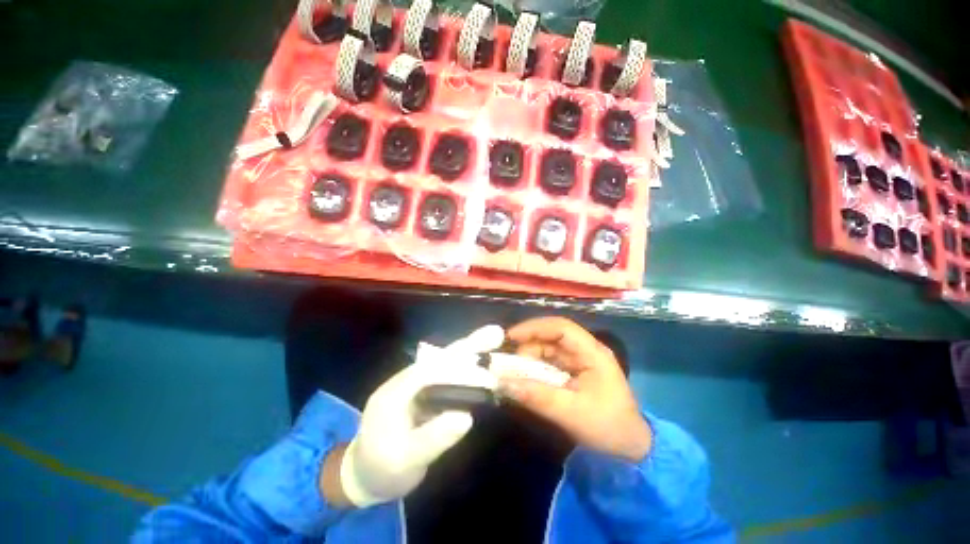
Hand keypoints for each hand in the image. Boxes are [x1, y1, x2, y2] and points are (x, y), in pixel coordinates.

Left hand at [332, 325, 504, 506]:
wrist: (364, 476)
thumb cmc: (382, 471)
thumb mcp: (405, 461)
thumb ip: (433, 439)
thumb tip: (466, 417)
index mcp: (395, 393)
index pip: (430, 371)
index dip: (459, 369)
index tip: (485, 374)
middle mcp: (406, 381)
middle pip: (440, 358)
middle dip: (468, 345)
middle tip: (495, 333)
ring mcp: (415, 385)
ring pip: (444, 363)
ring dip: (469, 352)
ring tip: (493, 339)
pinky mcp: (423, 392)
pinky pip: (447, 375)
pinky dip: (466, 367)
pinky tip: (482, 363)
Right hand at [499, 317, 650, 461]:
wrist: (630, 450)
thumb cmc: (608, 428)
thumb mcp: (571, 413)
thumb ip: (537, 396)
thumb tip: (503, 383)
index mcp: (593, 353)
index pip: (561, 328)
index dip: (534, 328)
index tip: (510, 337)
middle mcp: (586, 351)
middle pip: (552, 337)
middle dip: (528, 345)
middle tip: (508, 361)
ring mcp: (580, 361)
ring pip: (548, 349)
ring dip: (529, 358)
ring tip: (513, 373)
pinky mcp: (574, 372)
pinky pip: (549, 363)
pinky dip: (535, 369)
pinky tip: (524, 379)